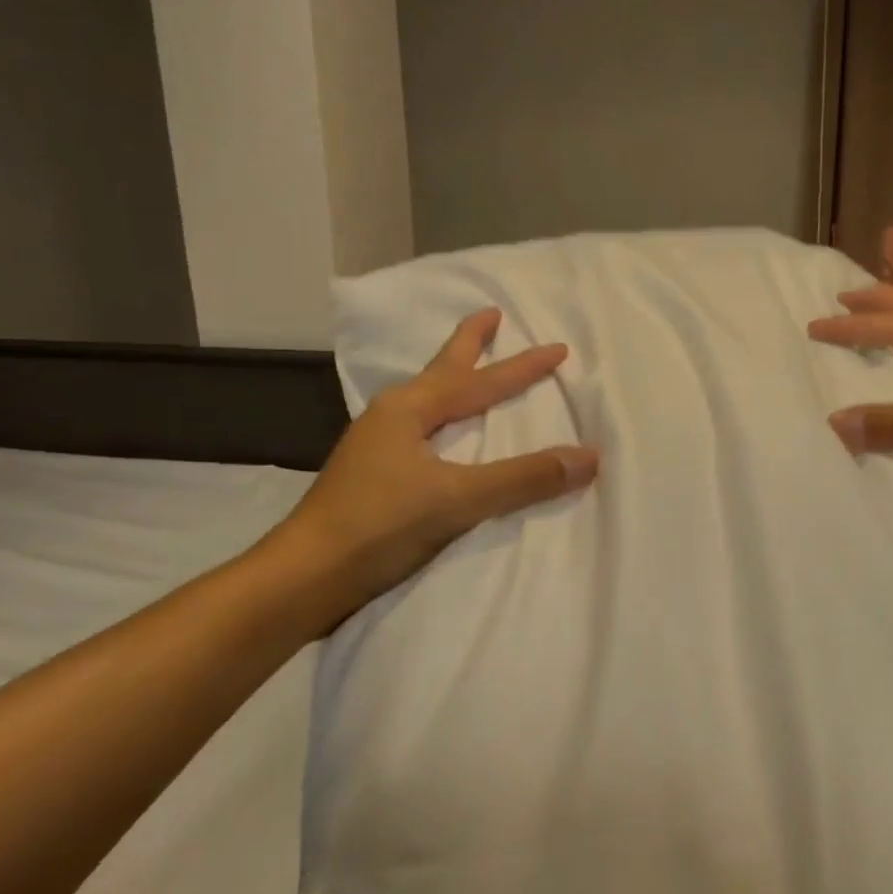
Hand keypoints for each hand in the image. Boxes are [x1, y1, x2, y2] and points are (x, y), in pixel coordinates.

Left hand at [267, 309, 598, 633]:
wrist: (304, 578)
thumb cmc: (378, 525)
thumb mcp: (456, 499)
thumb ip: (522, 477)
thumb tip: (588, 456)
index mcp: (409, 409)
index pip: (480, 381)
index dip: (523, 366)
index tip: (559, 348)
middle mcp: (392, 417)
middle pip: (441, 370)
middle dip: (469, 344)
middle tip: (491, 316)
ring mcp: (378, 446)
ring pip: (427, 400)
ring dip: (453, 380)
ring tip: (470, 371)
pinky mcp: (373, 476)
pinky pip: (419, 430)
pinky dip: (442, 418)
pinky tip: (442, 434)